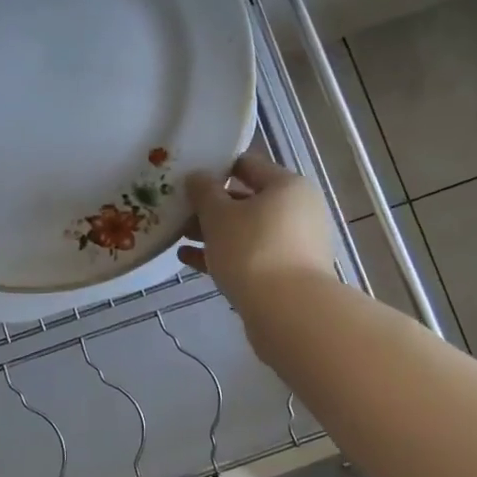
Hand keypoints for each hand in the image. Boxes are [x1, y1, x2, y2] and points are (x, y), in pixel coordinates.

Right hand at [179, 151, 333, 312]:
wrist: (288, 312)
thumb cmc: (252, 250)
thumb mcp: (219, 215)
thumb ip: (203, 192)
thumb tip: (197, 176)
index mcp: (287, 186)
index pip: (248, 165)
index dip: (216, 168)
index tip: (188, 176)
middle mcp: (297, 211)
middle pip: (248, 200)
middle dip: (211, 206)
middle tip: (178, 209)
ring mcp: (295, 245)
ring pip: (247, 230)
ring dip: (214, 232)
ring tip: (179, 236)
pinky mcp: (287, 274)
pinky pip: (250, 256)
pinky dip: (223, 255)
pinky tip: (188, 260)